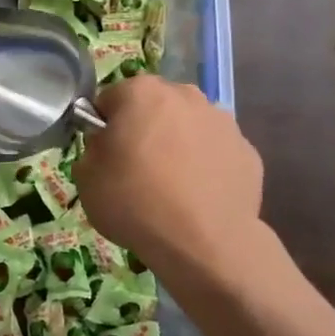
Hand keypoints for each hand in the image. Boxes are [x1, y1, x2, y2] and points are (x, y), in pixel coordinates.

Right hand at [74, 76, 264, 282]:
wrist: (203, 242)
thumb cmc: (135, 201)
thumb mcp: (86, 176)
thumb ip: (94, 149)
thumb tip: (108, 145)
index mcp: (141, 92)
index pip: (110, 99)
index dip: (103, 126)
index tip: (103, 155)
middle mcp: (185, 95)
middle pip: (154, 107)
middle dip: (144, 129)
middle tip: (135, 169)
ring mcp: (223, 122)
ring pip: (188, 127)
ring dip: (178, 145)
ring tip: (171, 187)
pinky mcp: (248, 152)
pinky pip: (215, 153)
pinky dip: (206, 167)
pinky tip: (198, 198)